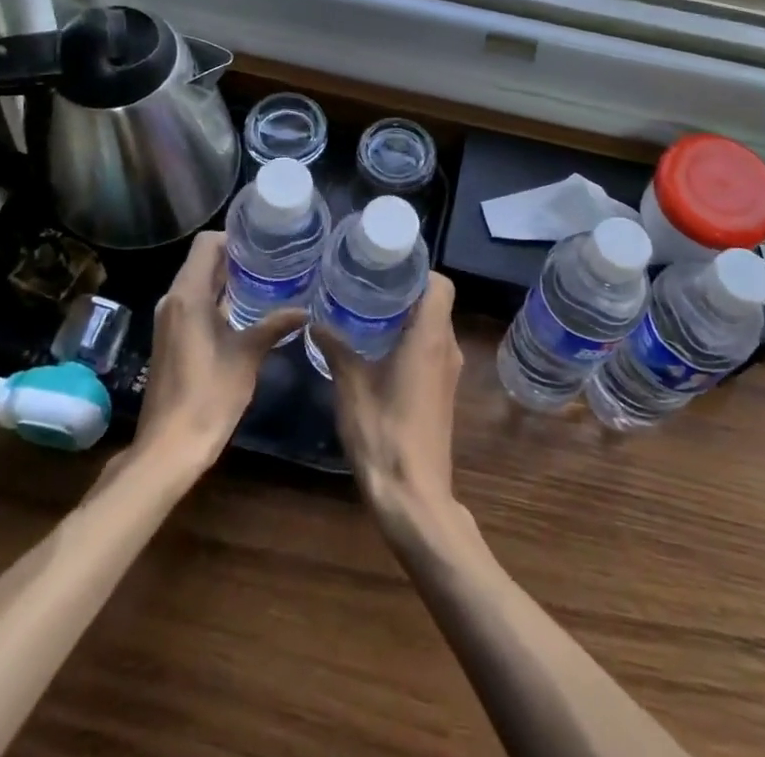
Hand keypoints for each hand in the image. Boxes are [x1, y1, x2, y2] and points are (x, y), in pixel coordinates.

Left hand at [133, 232, 304, 468]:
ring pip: (198, 283)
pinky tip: (245, 312)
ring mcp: (169, 320)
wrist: (169, 447)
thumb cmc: (208, 395)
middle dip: (236, 258)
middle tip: (272, 261)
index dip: (234, 237)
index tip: (263, 243)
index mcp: (188, 295)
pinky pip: (193, 304)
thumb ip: (274, 326)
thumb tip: (305, 310)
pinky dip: (217, 300)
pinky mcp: (170, 338)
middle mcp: (173, 300)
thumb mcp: (247, 356)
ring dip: (227, 280)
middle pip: (202, 261)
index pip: (207, 244)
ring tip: (265, 282)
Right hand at [320, 272, 463, 535]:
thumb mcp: (351, 386)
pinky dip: (410, 342)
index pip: (440, 284)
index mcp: (431, 338)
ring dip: (406, 318)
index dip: (417, 271)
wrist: (414, 497)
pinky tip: (378, 350)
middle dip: (405, 292)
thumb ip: (336, 347)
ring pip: (433, 328)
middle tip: (368, 286)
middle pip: (435, 304)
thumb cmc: (384, 433)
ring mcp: (448, 374)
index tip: (387, 268)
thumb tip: (316, 320)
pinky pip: (431, 351)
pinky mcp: (442, 394)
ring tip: (368, 313)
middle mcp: (447, 349)